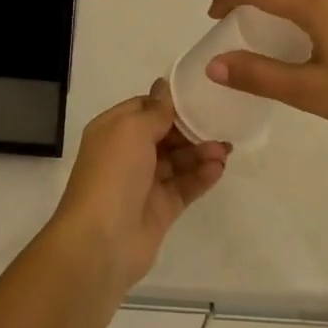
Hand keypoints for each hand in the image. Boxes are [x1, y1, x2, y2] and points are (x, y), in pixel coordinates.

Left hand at [50, 83, 229, 290]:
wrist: (101, 241)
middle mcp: (125, 155)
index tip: (199, 96)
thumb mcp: (132, 130)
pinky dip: (201, 177)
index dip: (168, 103)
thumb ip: (155, 110)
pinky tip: (219, 168)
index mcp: (112, 131)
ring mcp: (143, 184)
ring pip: (177, 162)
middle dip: (191, 129)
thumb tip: (164, 86)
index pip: (143, 108)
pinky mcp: (159, 210)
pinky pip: (184, 187)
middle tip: (221, 124)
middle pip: (163, 135)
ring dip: (200, 152)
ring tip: (226, 149)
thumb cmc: (113, 173)